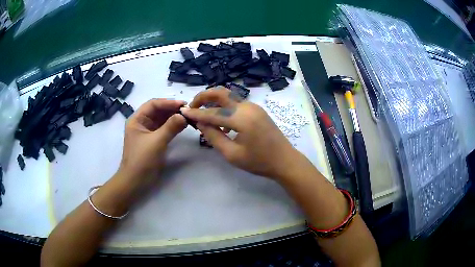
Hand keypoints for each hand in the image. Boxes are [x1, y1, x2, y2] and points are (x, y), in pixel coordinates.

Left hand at [119, 99, 186, 183]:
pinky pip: (163, 128)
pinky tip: (182, 125)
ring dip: (173, 117)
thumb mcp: (156, 142)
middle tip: (188, 110)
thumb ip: (170, 127)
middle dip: (172, 109)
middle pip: (158, 110)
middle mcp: (141, 123)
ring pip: (161, 119)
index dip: (168, 102)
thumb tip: (184, 116)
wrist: (135, 181)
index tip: (183, 104)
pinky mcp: (153, 140)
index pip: (153, 104)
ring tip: (188, 116)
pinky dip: (172, 126)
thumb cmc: (142, 160)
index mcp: (137, 119)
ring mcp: (147, 132)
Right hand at [181, 88, 299, 179]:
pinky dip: (224, 106)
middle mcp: (247, 107)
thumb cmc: (259, 162)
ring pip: (228, 96)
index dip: (196, 113)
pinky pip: (236, 103)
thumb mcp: (232, 154)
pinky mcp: (256, 109)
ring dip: (213, 101)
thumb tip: (201, 124)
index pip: (212, 113)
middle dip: (203, 96)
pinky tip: (221, 121)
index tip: (183, 112)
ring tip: (203, 113)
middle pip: (221, 92)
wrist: (285, 160)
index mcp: (242, 119)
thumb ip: (214, 137)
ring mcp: (253, 106)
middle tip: (193, 106)